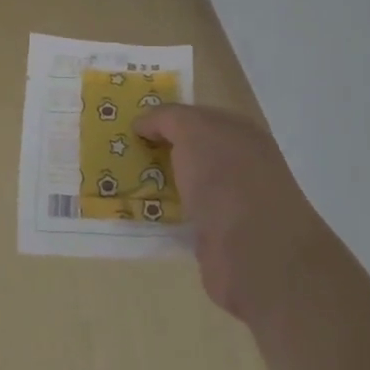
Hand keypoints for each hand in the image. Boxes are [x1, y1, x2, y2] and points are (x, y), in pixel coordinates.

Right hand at [135, 105, 327, 329]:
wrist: (255, 253)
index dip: (164, 117)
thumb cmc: (227, 178)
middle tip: (115, 150)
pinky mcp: (214, 236)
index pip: (196, 116)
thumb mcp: (194, 130)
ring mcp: (228, 202)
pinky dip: (159, 213)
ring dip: (154, 182)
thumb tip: (143, 124)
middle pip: (188, 151)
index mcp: (240, 134)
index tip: (129, 123)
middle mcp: (238, 165)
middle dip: (155, 149)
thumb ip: (167, 118)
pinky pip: (179, 215)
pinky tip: (134, 212)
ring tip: (114, 180)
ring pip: (182, 184)